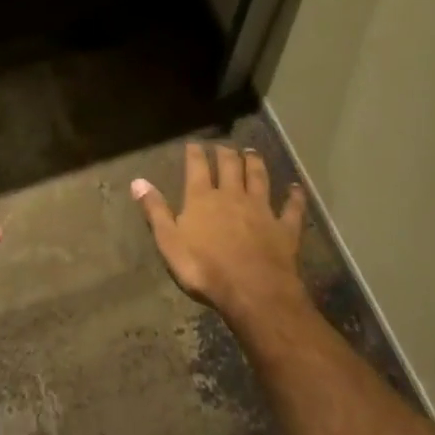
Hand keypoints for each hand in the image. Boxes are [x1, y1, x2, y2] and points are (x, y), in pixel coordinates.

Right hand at [131, 142, 308, 318]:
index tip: (194, 143)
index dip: (195, 153)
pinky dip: (294, 196)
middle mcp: (233, 196)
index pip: (197, 167)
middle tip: (224, 145)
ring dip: (255, 163)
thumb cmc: (204, 269)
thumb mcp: (169, 242)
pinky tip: (296, 188)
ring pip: (259, 178)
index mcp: (202, 199)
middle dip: (226, 153)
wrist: (253, 291)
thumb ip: (156, 211)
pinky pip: (291, 208)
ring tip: (252, 152)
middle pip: (230, 167)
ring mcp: (262, 210)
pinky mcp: (284, 228)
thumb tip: (138, 181)